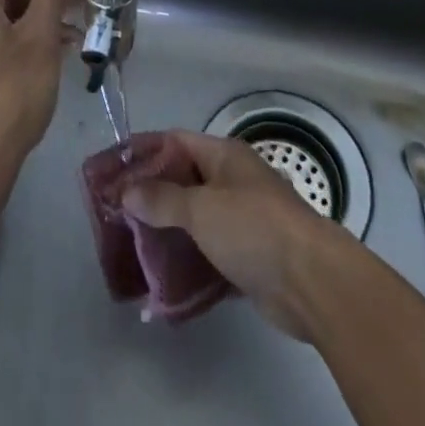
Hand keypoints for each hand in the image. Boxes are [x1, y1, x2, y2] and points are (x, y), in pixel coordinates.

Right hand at [121, 129, 355, 343]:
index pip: (175, 142)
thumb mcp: (201, 208)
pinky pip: (208, 254)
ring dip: (167, 230)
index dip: (143, 151)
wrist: (313, 283)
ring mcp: (242, 220)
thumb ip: (162, 199)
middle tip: (115, 210)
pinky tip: (161, 279)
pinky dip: (187, 262)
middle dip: (150, 193)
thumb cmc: (254, 228)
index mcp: (224, 156)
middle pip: (183, 180)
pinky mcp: (248, 258)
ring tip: (130, 244)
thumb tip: (127, 191)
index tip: (112, 167)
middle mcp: (233, 181)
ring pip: (195, 218)